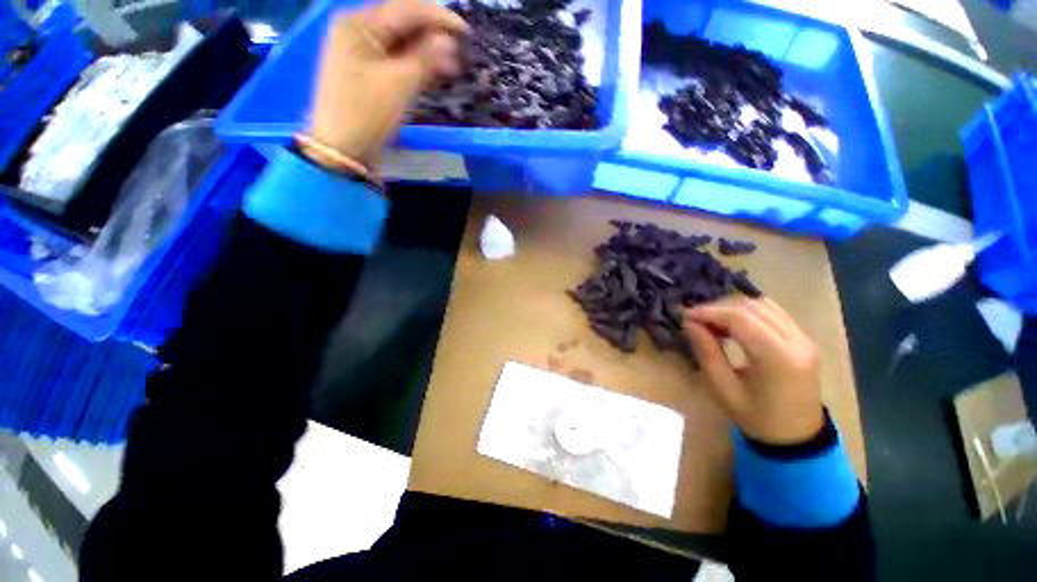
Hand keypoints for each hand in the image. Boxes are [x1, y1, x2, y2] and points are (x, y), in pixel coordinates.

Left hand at [307, 0, 468, 169]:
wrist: (343, 150)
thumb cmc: (368, 114)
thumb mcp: (399, 84)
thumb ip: (426, 58)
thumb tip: (449, 40)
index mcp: (359, 24)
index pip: (405, 9)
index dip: (439, 18)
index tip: (467, 33)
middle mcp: (357, 30)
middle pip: (402, 24)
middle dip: (433, 36)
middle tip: (461, 53)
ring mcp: (360, 52)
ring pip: (400, 43)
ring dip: (427, 52)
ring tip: (453, 67)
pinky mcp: (365, 72)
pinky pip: (395, 60)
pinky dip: (415, 65)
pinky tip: (434, 73)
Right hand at [683, 297, 824, 445]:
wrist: (797, 436)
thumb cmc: (757, 418)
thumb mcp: (723, 390)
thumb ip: (707, 353)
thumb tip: (690, 324)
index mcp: (779, 358)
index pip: (741, 319)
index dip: (709, 312)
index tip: (685, 316)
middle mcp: (797, 341)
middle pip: (752, 307)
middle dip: (717, 307)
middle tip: (694, 318)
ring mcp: (804, 337)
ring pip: (763, 304)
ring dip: (732, 307)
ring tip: (710, 320)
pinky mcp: (803, 338)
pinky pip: (772, 311)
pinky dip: (747, 311)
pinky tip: (731, 322)